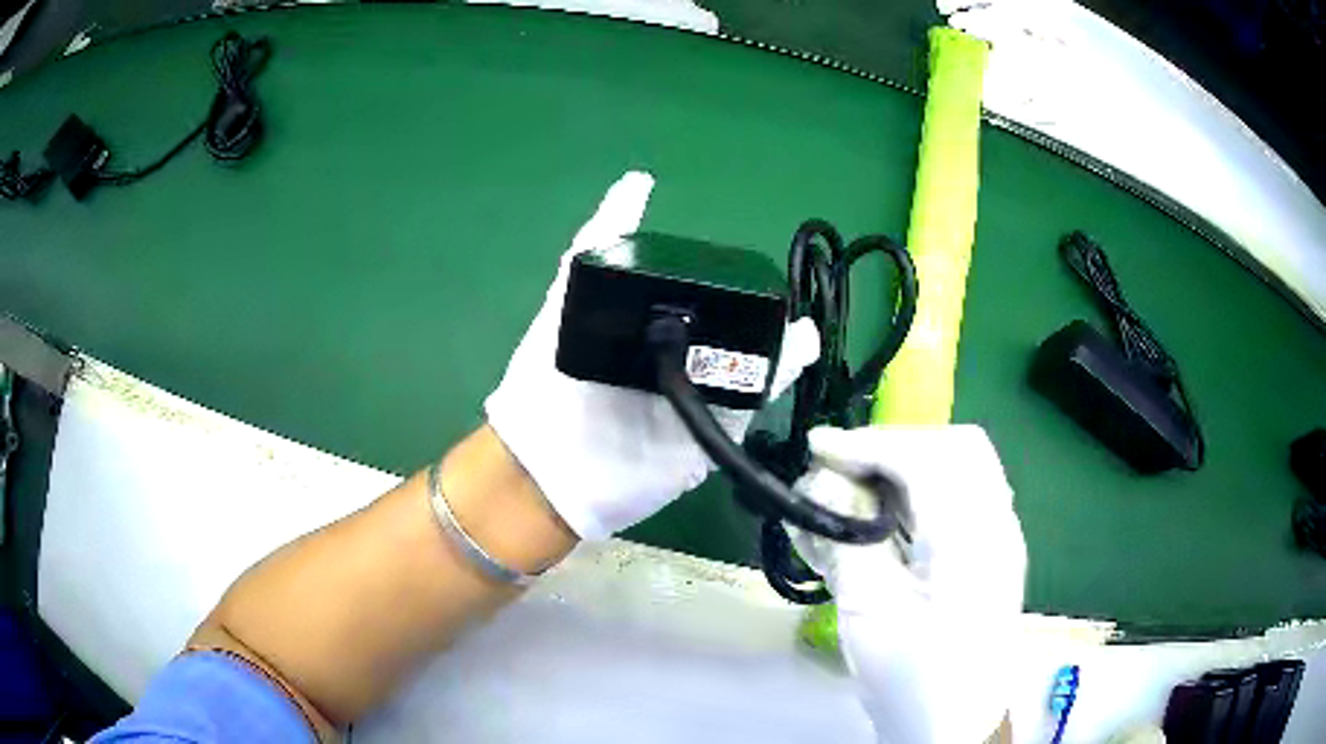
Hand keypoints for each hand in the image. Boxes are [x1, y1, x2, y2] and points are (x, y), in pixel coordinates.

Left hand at [485, 171, 819, 539]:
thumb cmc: (546, 378)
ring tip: (801, 320)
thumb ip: (597, 244)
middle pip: (736, 328)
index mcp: (654, 326)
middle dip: (763, 310)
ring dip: (782, 340)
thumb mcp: (567, 299)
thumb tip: (637, 179)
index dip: (730, 279)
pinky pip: (755, 402)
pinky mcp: (714, 434)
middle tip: (786, 292)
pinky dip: (780, 375)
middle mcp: (682, 359)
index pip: (705, 295)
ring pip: (754, 362)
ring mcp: (701, 399)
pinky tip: (798, 348)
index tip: (756, 261)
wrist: (546, 468)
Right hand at [792, 425, 1025, 743]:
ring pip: (959, 467)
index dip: (870, 443)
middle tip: (843, 471)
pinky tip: (878, 524)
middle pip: (955, 446)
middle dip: (893, 447)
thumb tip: (823, 483)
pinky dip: (917, 494)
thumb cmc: (912, 681)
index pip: (927, 455)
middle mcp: (997, 524)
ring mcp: (999, 536)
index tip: (819, 451)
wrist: (954, 727)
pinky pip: (958, 497)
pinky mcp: (989, 552)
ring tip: (853, 498)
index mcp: (972, 540)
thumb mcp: (868, 614)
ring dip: (903, 469)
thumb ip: (846, 541)